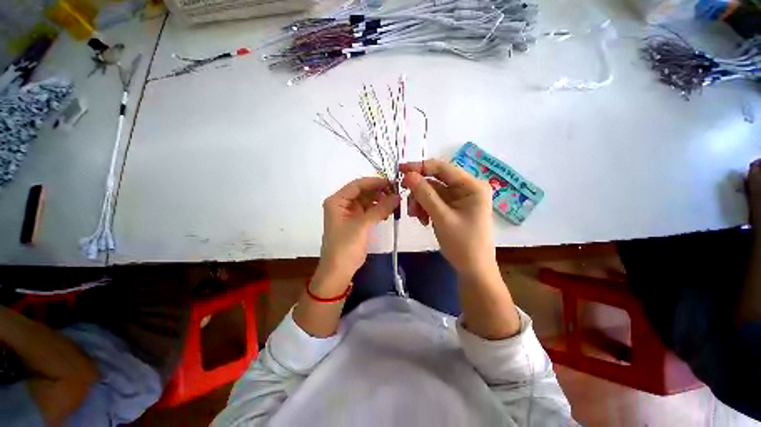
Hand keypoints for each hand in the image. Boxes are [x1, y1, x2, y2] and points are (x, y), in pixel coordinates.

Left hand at [317, 177, 400, 290]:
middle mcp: (342, 203)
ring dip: (381, 201)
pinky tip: (389, 212)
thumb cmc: (345, 246)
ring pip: (368, 201)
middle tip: (397, 193)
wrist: (339, 271)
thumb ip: (380, 209)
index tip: (392, 182)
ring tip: (396, 202)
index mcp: (337, 201)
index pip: (357, 185)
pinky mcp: (357, 221)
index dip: (374, 182)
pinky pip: (369, 210)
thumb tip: (398, 196)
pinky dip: (379, 210)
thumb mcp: (362, 225)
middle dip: (379, 192)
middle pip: (363, 192)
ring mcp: (350, 212)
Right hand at [401, 159, 496, 278]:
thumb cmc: (463, 244)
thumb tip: (407, 174)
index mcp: (472, 186)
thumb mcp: (441, 217)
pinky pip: (434, 202)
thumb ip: (424, 194)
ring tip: (416, 216)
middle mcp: (466, 188)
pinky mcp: (453, 208)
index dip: (420, 167)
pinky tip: (423, 220)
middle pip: (436, 180)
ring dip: (420, 202)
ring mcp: (459, 198)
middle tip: (406, 201)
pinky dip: (425, 208)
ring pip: (432, 192)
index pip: (442, 168)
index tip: (400, 170)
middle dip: (419, 191)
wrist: (473, 270)